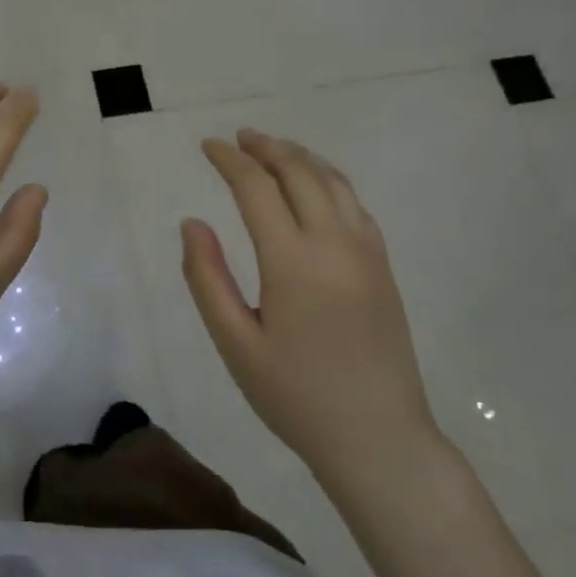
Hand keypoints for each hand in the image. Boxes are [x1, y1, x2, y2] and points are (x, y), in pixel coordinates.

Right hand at [181, 130, 436, 476]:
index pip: (256, 188)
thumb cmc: (296, 396)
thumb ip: (207, 278)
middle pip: (299, 172)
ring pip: (333, 182)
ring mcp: (366, 252)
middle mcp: (334, 243)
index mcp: (292, 261)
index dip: (229, 160)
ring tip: (273, 149)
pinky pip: (355, 204)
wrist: (379, 439)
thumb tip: (192, 223)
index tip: (208, 146)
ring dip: (300, 157)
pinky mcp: (383, 267)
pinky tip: (315, 187)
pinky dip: (329, 180)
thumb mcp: (236, 343)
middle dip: (266, 147)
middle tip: (239, 138)